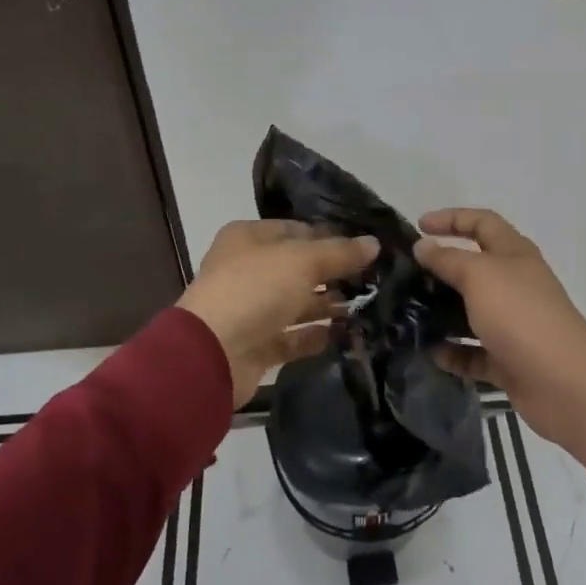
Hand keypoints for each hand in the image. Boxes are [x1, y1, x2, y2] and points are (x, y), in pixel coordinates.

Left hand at [178, 220, 379, 406]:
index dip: (329, 236)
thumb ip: (339, 252)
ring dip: (328, 305)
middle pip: (297, 267)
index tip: (365, 247)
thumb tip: (374, 243)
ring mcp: (250, 309)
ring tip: (368, 306)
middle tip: (374, 279)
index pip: (296, 230)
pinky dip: (316, 335)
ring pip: (296, 302)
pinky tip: (346, 334)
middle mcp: (247, 269)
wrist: (211, 354)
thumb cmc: (254, 290)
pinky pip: (292, 336)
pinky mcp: (256, 344)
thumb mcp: (301, 261)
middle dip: (333, 273)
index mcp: (248, 238)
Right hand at [414, 208, 585, 470]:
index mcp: (514, 255)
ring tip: (407, 314)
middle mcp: (514, 284)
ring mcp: (512, 324)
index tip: (418, 225)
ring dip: (441, 312)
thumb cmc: (521, 316)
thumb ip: (448, 259)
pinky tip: (430, 353)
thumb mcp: (479, 276)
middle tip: (406, 274)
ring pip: (470, 311)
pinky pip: (473, 351)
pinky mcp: (507, 360)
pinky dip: (453, 352)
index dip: (451, 218)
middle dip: (440, 268)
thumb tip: (423, 246)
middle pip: (473, 267)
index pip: (481, 223)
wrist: (565, 384)